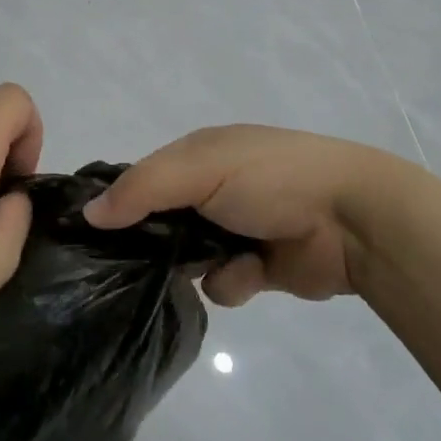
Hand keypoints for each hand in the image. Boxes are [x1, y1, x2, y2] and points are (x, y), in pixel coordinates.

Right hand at [83, 126, 434, 306]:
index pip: (141, 179)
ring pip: (187, 260)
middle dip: (155, 243)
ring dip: (197, 265)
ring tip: (217, 262)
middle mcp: (211, 190)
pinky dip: (233, 281)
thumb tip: (89, 213)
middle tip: (144, 261)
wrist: (351, 218)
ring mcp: (236, 229)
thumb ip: (141, 189)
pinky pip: (223, 285)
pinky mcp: (258, 267)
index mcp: (197, 155)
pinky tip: (252, 273)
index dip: (118, 203)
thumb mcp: (198, 168)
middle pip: (160, 223)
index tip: (94, 233)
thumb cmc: (268, 177)